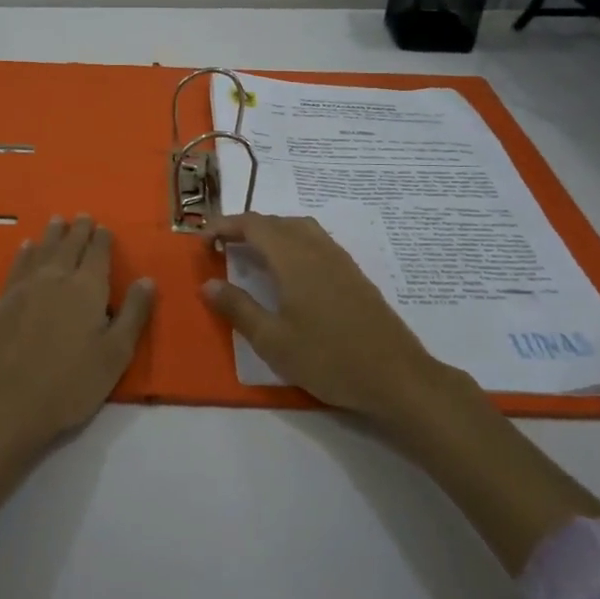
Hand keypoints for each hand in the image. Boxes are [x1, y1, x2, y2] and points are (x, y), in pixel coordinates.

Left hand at [0, 214, 154, 453]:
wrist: (7, 401)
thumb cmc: (70, 383)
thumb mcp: (115, 354)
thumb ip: (134, 314)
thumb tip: (147, 279)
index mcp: (88, 288)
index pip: (98, 254)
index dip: (102, 239)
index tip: (104, 227)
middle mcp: (57, 278)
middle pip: (70, 246)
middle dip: (78, 230)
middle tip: (82, 216)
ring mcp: (27, 287)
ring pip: (43, 250)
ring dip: (52, 234)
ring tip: (57, 220)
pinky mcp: (4, 300)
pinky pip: (18, 265)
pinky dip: (25, 252)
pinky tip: (26, 247)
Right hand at [200, 213, 437, 419]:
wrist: (396, 376)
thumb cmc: (328, 359)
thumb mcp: (273, 341)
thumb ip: (238, 308)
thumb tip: (209, 284)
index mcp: (294, 259)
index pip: (253, 225)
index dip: (225, 226)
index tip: (203, 240)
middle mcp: (317, 249)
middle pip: (276, 222)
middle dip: (245, 228)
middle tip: (222, 248)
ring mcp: (339, 260)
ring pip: (299, 228)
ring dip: (271, 232)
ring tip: (253, 254)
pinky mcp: (354, 274)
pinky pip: (316, 241)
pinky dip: (293, 242)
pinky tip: (290, 272)